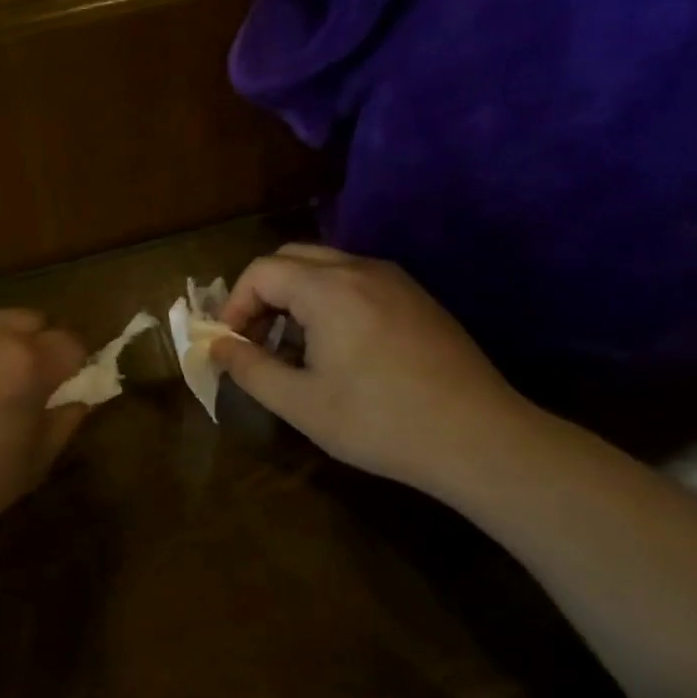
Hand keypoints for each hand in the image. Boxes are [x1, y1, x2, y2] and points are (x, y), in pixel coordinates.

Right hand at [209, 245, 536, 500]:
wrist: (479, 438)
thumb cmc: (380, 422)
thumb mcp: (301, 403)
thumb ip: (250, 369)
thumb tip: (217, 346)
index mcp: (328, 288)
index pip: (261, 271)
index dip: (235, 305)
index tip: (231, 345)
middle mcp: (361, 269)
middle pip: (292, 258)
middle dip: (263, 295)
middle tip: (256, 340)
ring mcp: (395, 280)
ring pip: (326, 268)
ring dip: (296, 297)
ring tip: (294, 349)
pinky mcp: (418, 299)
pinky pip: (357, 282)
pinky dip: (329, 301)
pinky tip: (338, 350)